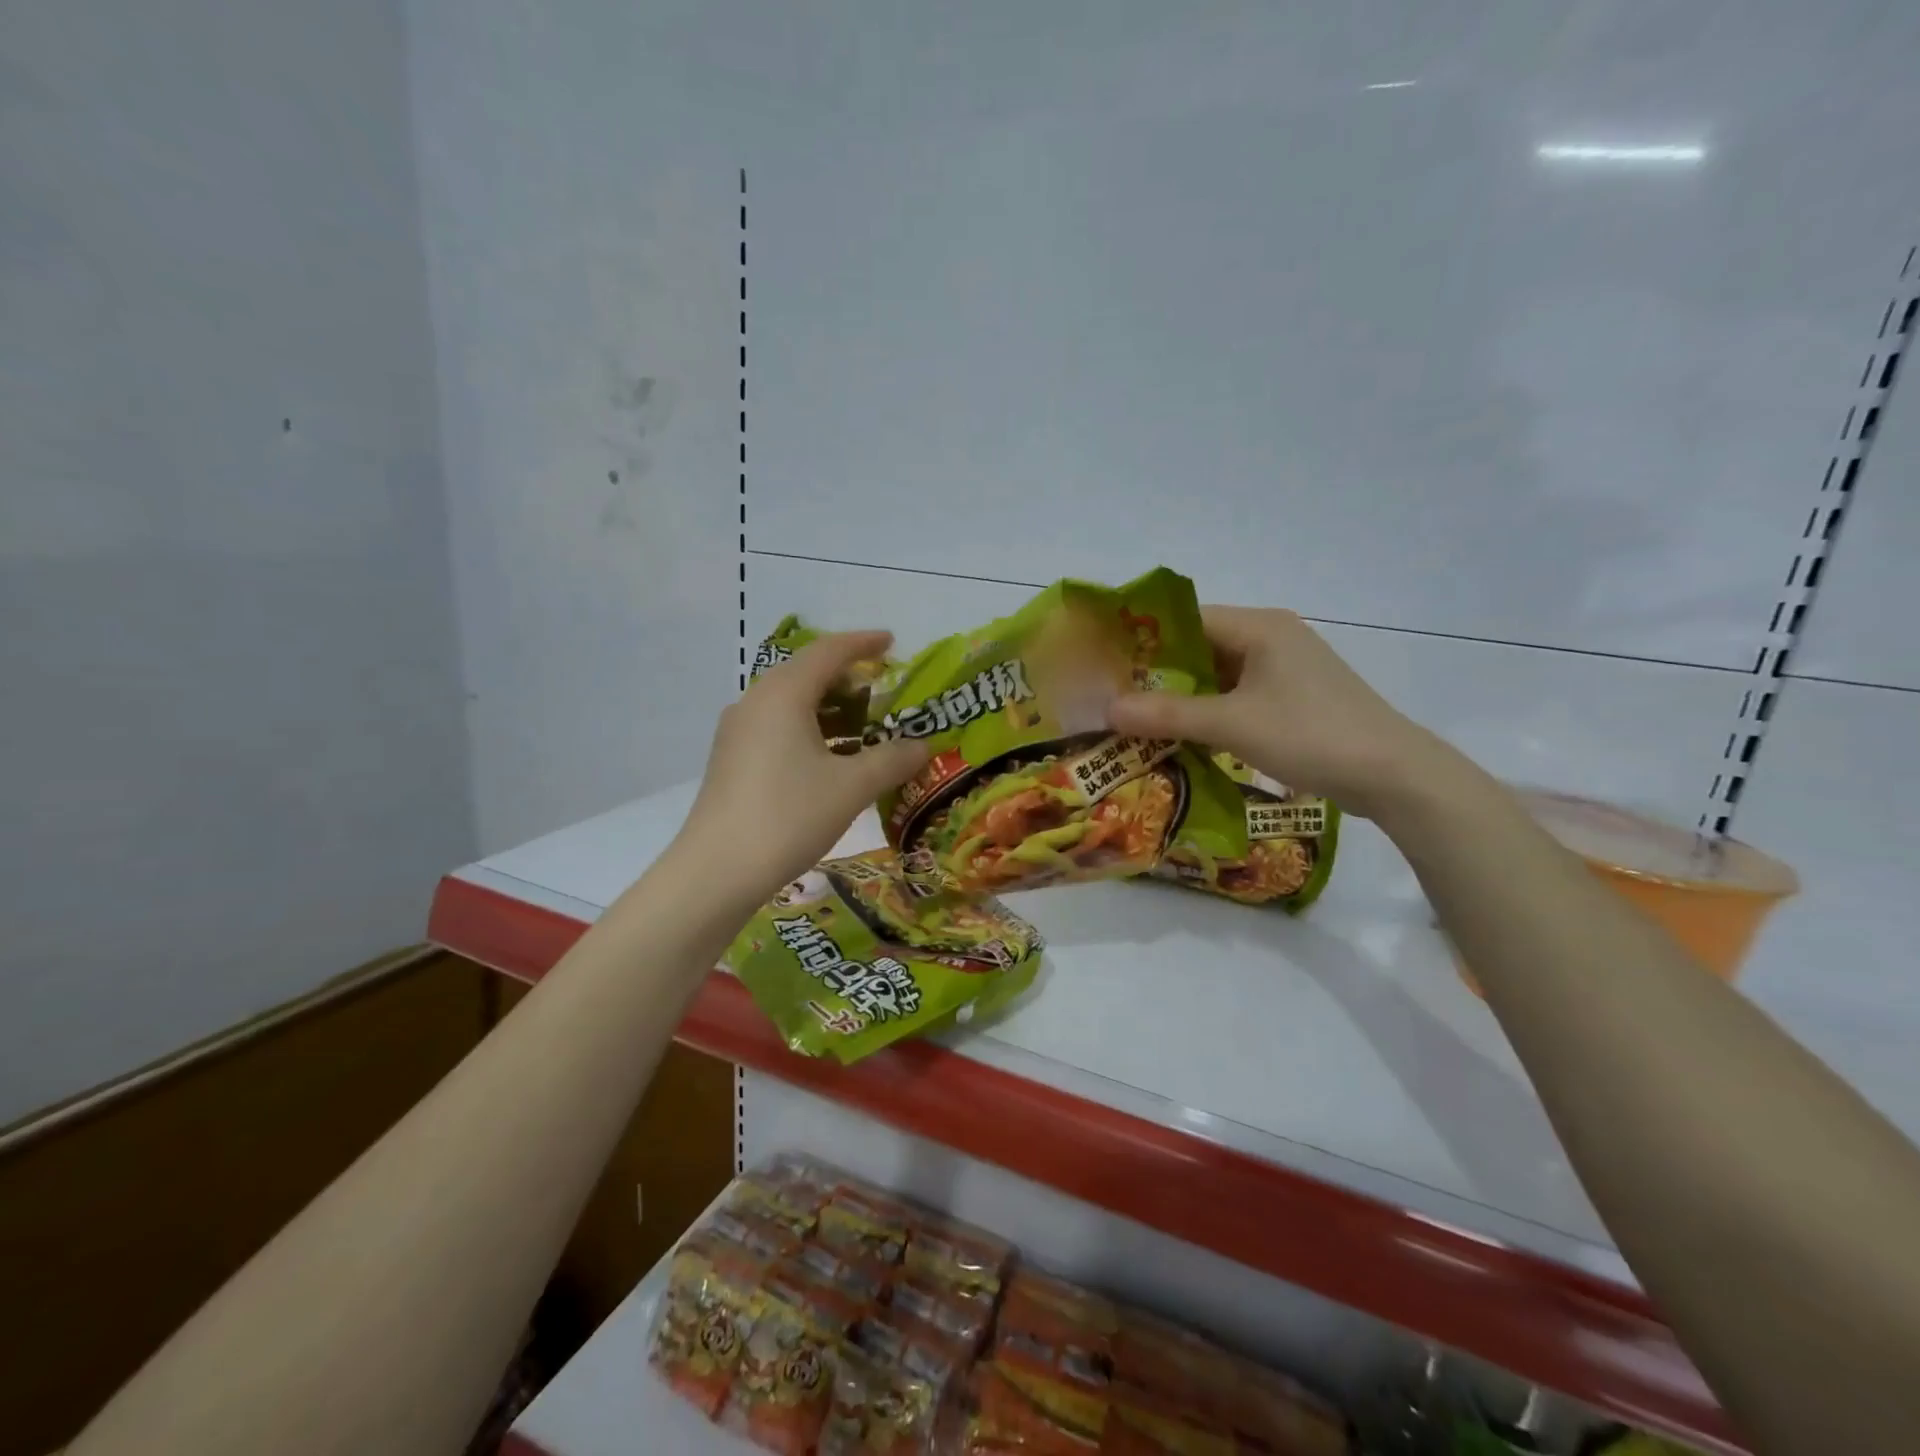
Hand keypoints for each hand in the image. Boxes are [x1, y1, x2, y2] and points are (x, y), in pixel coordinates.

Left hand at [678, 631, 927, 898]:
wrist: (717, 870)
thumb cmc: (789, 816)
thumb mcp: (851, 787)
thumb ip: (892, 760)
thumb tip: (923, 746)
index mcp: (783, 694)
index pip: (828, 652)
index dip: (863, 643)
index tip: (891, 642)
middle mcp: (756, 701)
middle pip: (806, 673)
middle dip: (847, 677)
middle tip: (883, 689)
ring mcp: (738, 731)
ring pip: (790, 702)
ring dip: (829, 707)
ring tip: (863, 725)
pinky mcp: (731, 758)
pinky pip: (777, 726)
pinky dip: (809, 728)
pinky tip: (830, 757)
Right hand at [1107, 606, 1454, 818]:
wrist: (1392, 774)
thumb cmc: (1310, 734)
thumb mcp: (1231, 724)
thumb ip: (1167, 714)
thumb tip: (1108, 709)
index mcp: (1260, 626)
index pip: (1187, 619)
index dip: (1145, 638)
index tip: (1108, 664)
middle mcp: (1272, 637)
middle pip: (1201, 647)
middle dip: (1159, 672)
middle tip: (1116, 696)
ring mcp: (1285, 668)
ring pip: (1218, 674)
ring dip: (1184, 696)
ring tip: (1139, 718)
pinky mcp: (1294, 697)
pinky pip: (1238, 695)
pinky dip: (1210, 710)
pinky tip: (1183, 734)